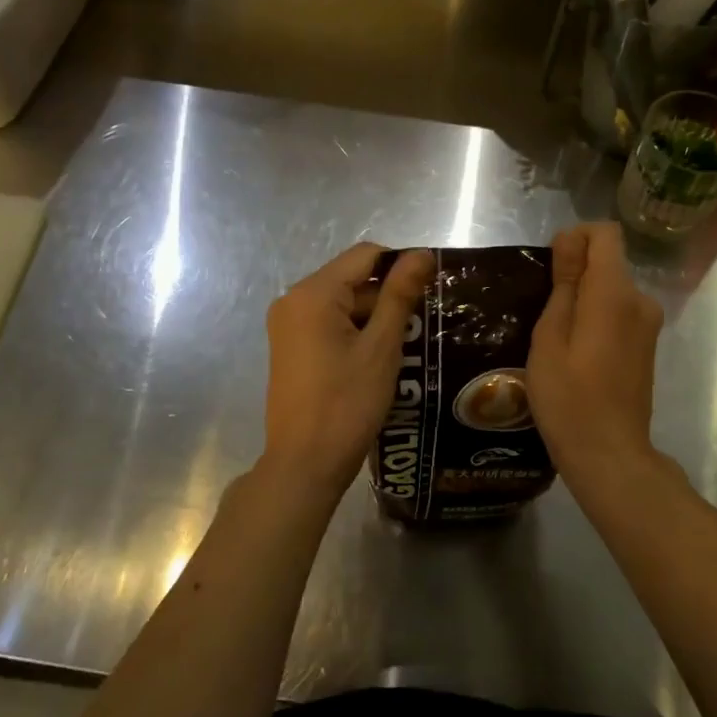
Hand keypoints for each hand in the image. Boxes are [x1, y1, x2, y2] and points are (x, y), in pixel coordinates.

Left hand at [262, 243, 433, 496]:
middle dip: (388, 298)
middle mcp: (293, 300)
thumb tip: (422, 253)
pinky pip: (329, 324)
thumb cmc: (347, 403)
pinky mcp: (291, 347)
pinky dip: (356, 334)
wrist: (305, 463)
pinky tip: (378, 362)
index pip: (366, 255)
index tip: (429, 295)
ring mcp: (288, 325)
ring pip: (343, 304)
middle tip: (420, 330)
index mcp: (312, 293)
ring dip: (375, 319)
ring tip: (403, 350)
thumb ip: (400, 295)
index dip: (401, 267)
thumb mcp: (381, 347)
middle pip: (352, 279)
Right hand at [528, 222, 665, 489]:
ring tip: (555, 338)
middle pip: (608, 261)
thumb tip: (569, 238)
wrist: (609, 455)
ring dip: (583, 299)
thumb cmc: (568, 398)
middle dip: (574, 273)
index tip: (550, 270)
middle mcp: (640, 300)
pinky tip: (577, 355)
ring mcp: (648, 325)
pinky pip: (619, 312)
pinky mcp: (647, 345)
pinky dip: (596, 319)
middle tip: (543, 315)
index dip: (575, 239)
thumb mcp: (550, 337)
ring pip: (611, 289)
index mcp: (615, 293)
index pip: (605, 233)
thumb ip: (563, 284)